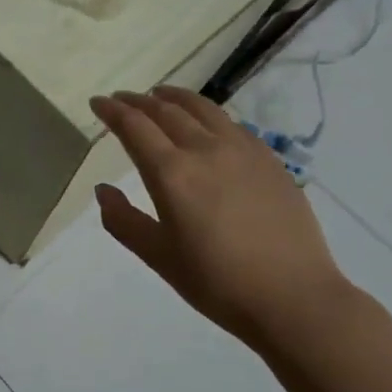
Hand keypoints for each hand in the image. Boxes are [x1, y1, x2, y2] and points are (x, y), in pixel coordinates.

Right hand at [89, 86, 352, 350]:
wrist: (293, 297)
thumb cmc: (217, 282)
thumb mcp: (158, 257)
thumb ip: (123, 220)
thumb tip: (103, 190)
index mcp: (171, 173)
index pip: (134, 127)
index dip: (112, 111)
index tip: (97, 102)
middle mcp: (205, 150)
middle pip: (165, 111)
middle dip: (138, 101)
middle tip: (122, 99)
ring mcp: (242, 151)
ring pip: (202, 109)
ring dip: (174, 98)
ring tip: (160, 95)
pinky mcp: (269, 160)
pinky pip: (231, 124)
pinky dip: (207, 113)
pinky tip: (206, 122)